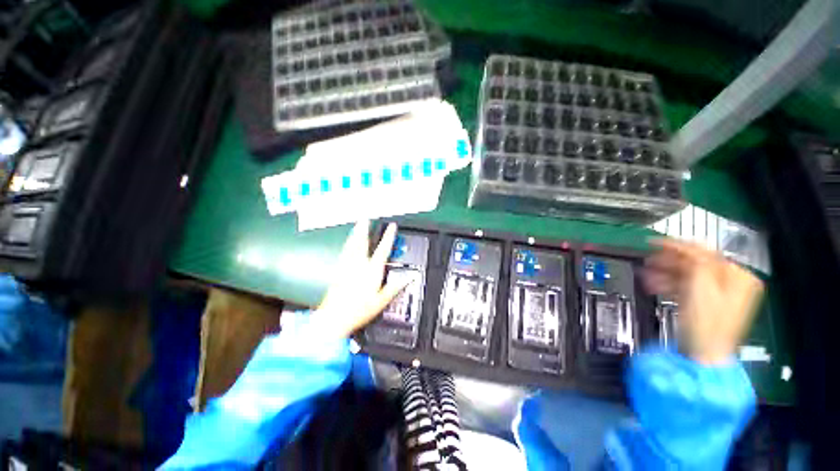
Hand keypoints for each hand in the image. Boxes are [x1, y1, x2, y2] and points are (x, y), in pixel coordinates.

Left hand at [312, 220, 408, 339]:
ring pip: (352, 244)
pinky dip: (348, 243)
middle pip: (362, 242)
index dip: (388, 237)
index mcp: (371, 271)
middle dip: (365, 228)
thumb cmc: (359, 310)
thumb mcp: (381, 301)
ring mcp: (347, 266)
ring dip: (355, 233)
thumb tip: (409, 278)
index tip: (392, 226)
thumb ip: (395, 287)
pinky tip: (348, 241)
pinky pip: (345, 251)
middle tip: (366, 217)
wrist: (334, 318)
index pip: (383, 250)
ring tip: (357, 224)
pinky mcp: (339, 270)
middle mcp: (358, 265)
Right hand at [643, 238, 763, 364]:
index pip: (705, 252)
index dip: (677, 246)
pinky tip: (654, 284)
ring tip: (646, 274)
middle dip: (669, 261)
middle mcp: (732, 282)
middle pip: (695, 263)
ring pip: (688, 274)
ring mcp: (720, 293)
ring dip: (665, 273)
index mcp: (738, 276)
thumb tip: (685, 249)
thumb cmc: (706, 322)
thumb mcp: (701, 286)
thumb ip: (696, 262)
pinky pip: (687, 286)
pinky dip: (670, 283)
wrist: (703, 354)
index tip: (654, 242)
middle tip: (647, 259)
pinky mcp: (706, 302)